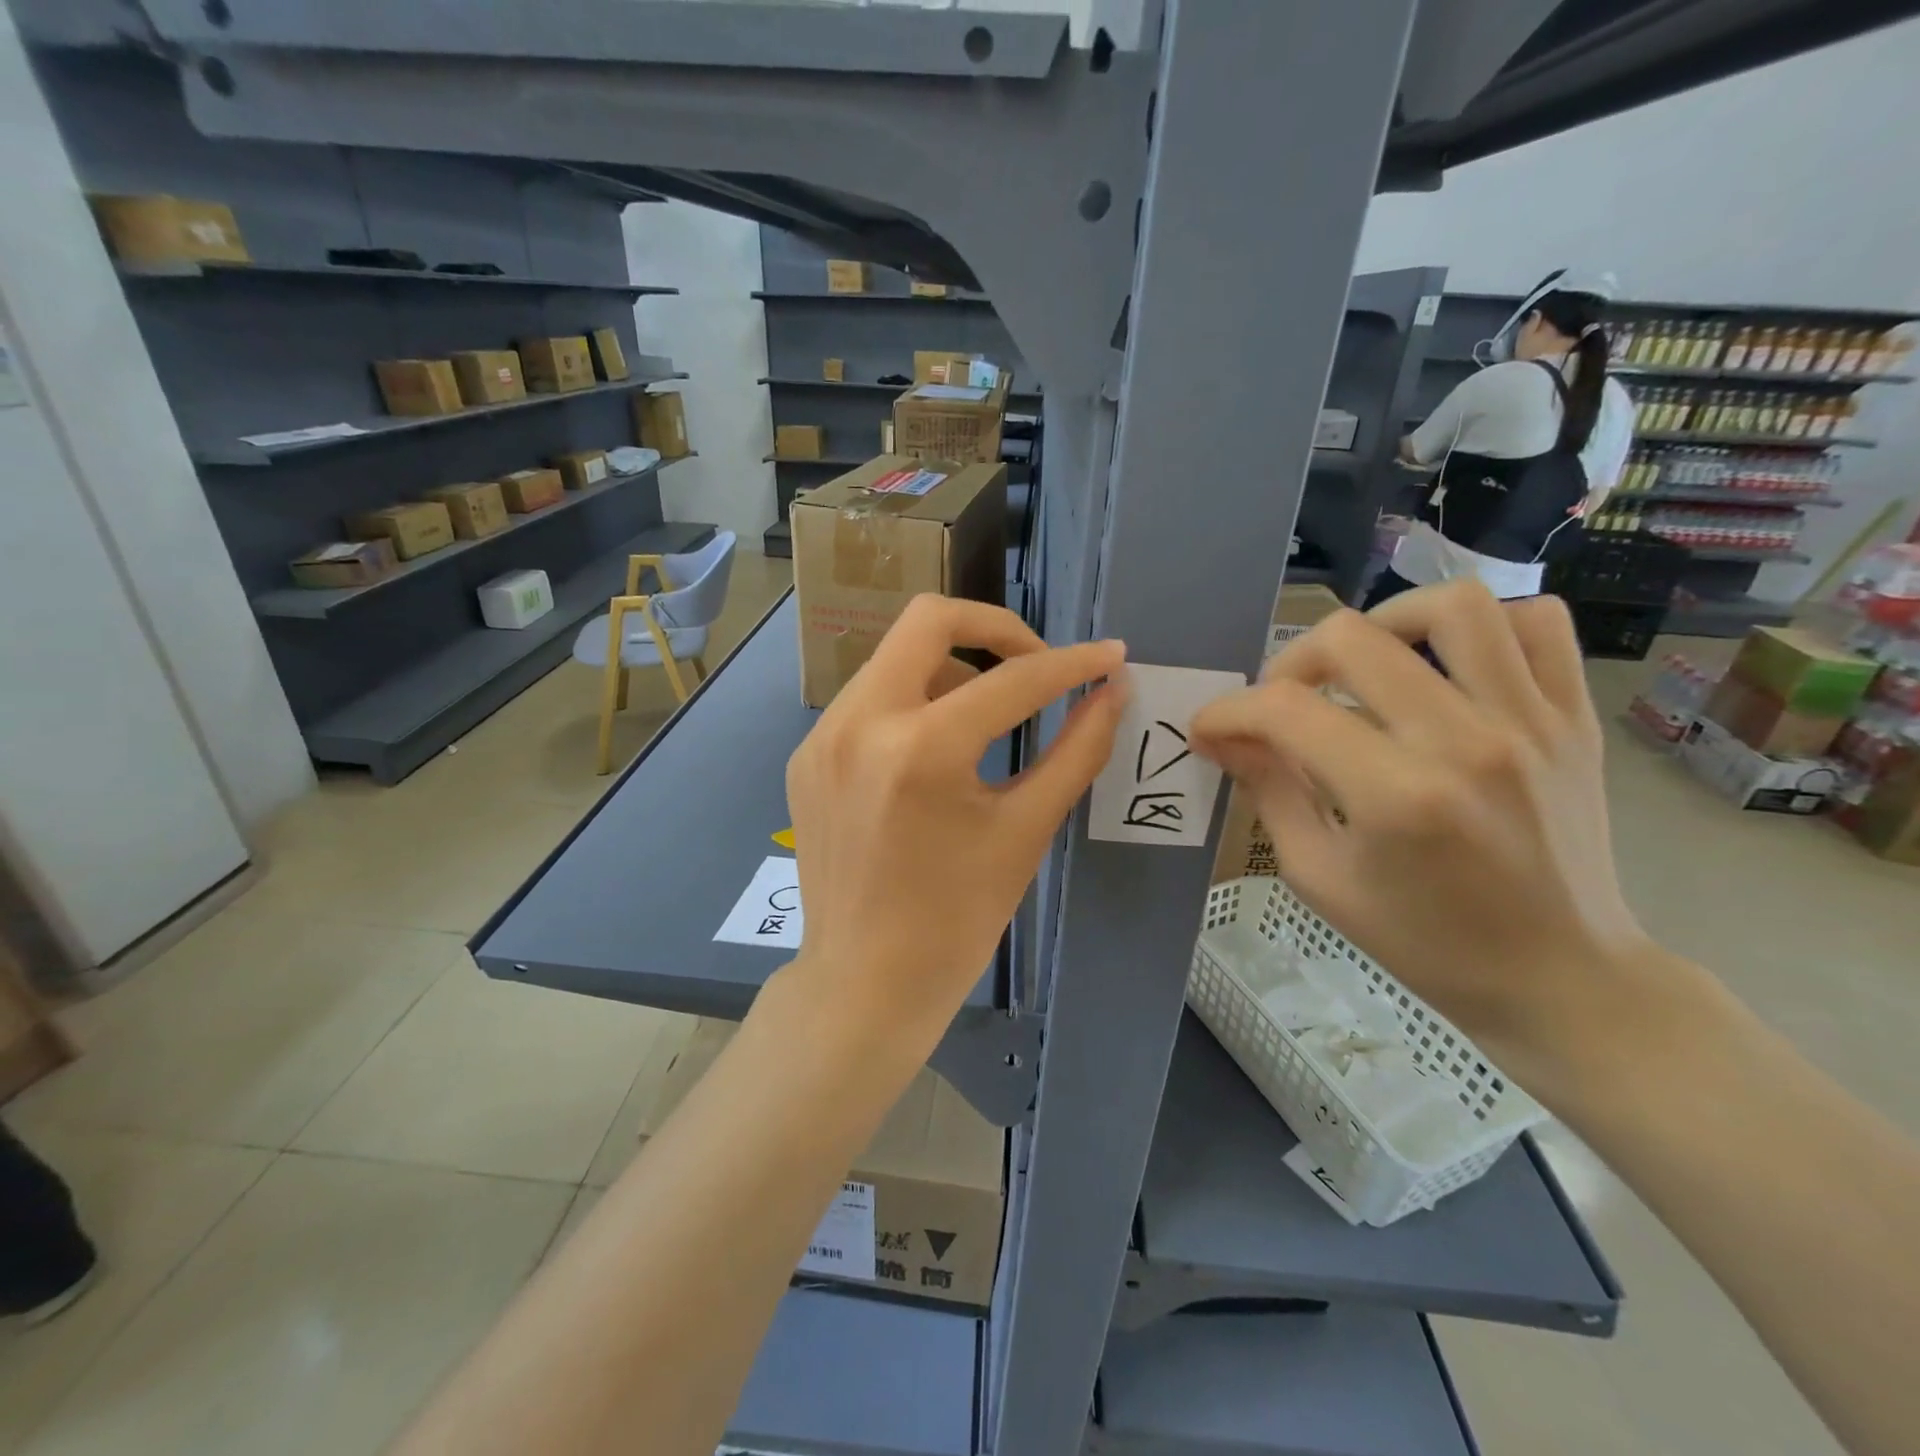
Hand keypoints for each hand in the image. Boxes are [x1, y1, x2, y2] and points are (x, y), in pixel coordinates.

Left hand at [784, 596, 1125, 1048]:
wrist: (864, 983)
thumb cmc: (956, 920)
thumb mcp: (1024, 831)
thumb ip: (1075, 751)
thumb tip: (1113, 692)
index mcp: (920, 750)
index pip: (1013, 679)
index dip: (1072, 664)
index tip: (1109, 657)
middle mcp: (859, 723)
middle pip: (929, 619)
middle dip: (996, 629)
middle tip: (1035, 665)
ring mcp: (822, 737)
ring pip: (895, 657)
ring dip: (952, 669)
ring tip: (988, 721)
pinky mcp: (806, 756)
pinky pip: (869, 699)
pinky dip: (913, 703)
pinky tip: (935, 753)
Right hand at [1189, 580, 1654, 1099]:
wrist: (1560, 977)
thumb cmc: (1427, 942)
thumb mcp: (1321, 879)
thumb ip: (1269, 793)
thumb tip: (1224, 737)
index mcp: (1396, 797)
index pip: (1286, 711)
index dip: (1229, 711)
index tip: (1209, 728)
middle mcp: (1466, 742)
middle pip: (1352, 639)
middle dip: (1290, 662)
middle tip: (1281, 700)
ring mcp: (1532, 722)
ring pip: (1454, 606)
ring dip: (1385, 620)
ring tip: (1365, 661)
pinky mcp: (1574, 718)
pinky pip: (1538, 623)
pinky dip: (1485, 625)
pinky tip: (1447, 664)